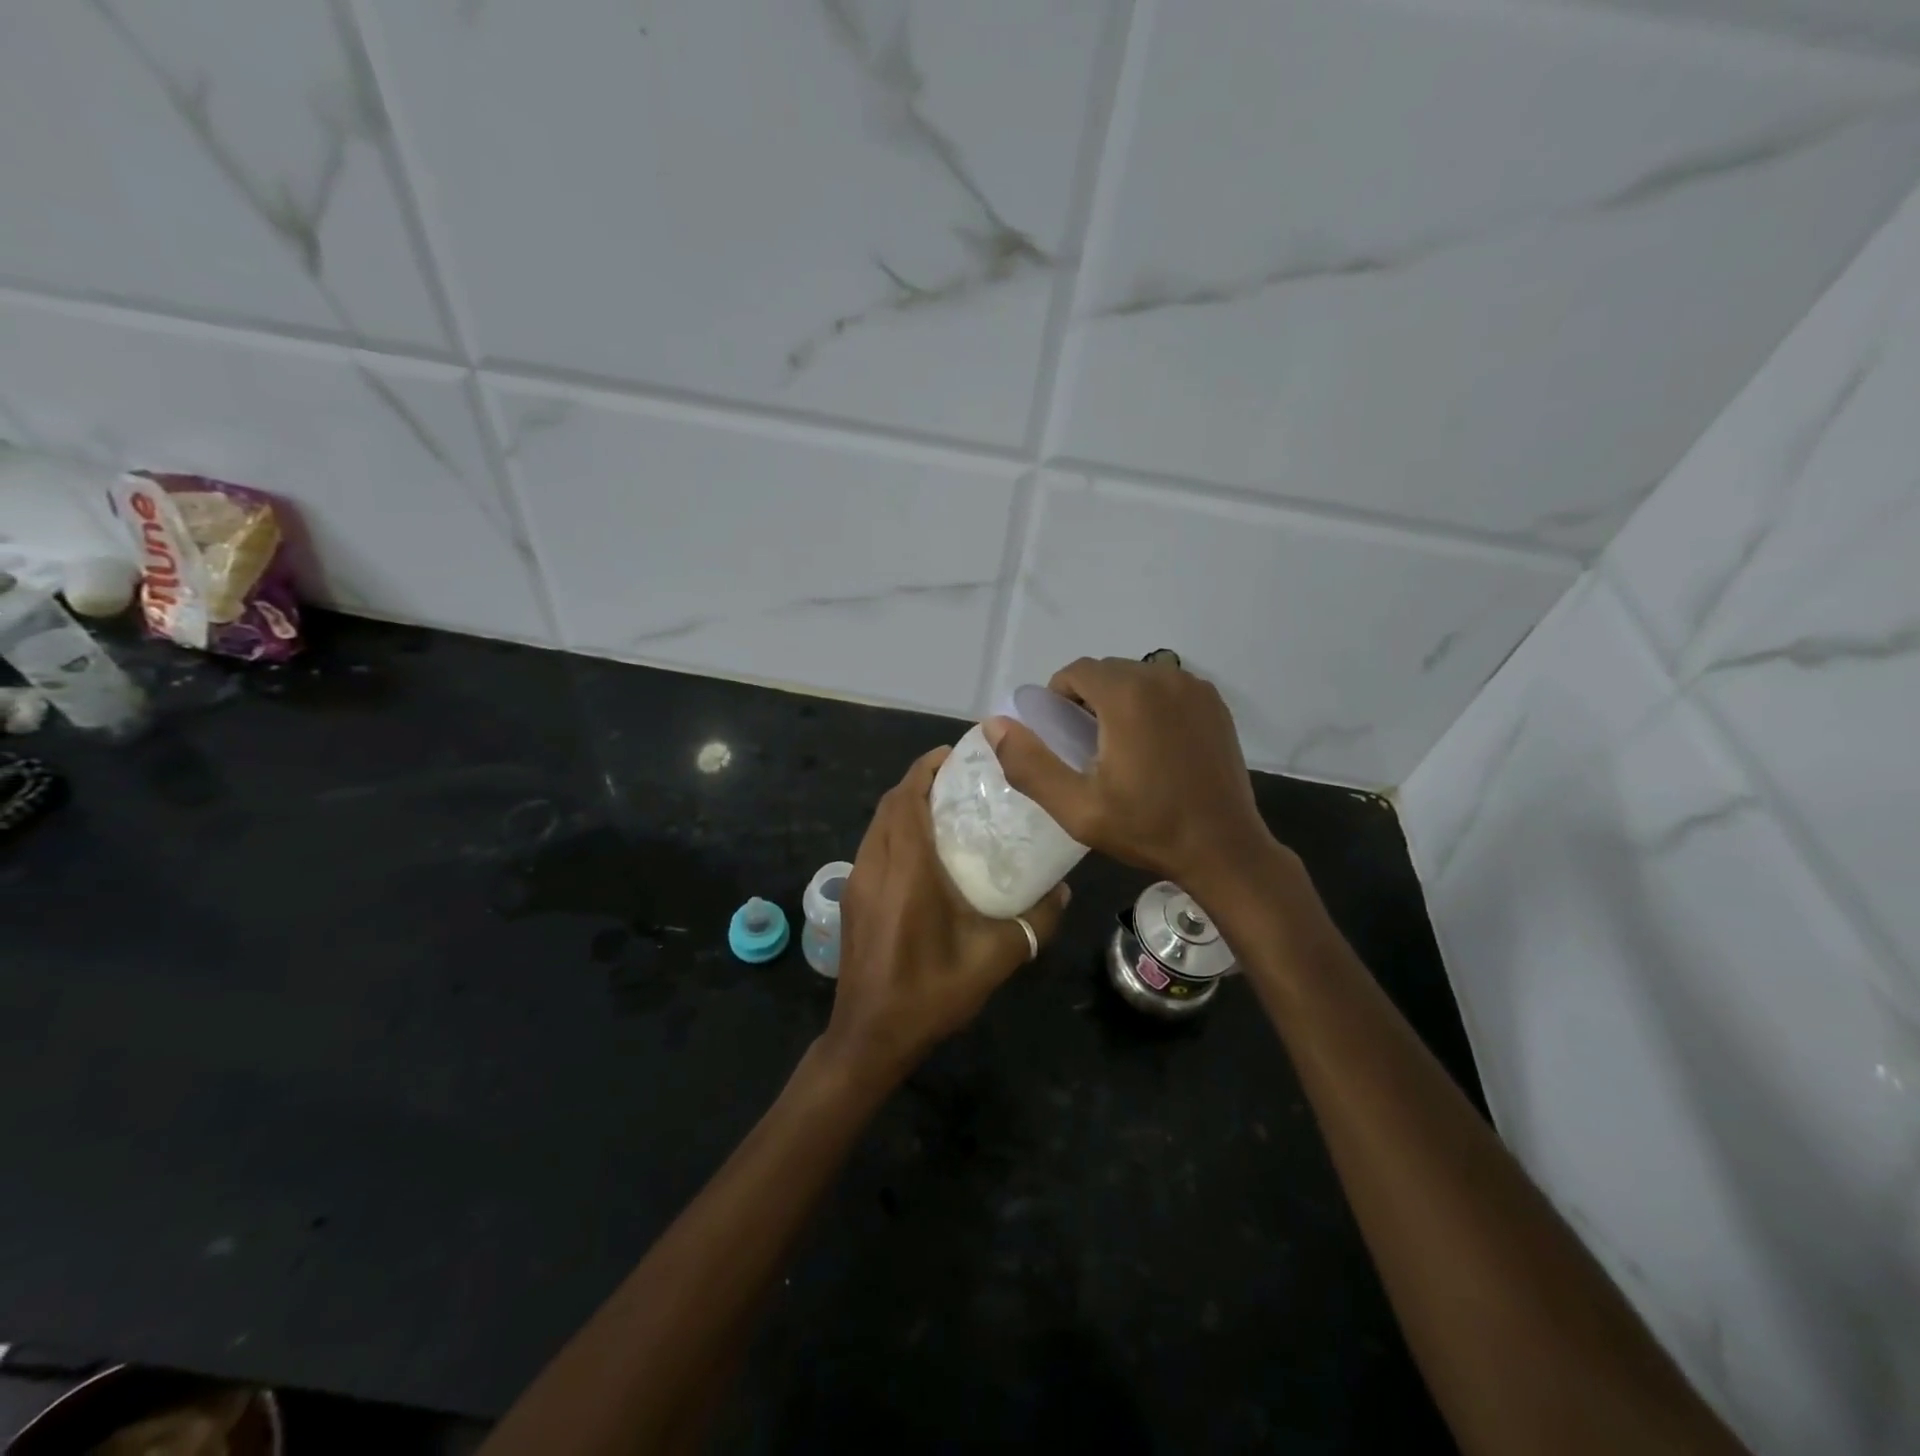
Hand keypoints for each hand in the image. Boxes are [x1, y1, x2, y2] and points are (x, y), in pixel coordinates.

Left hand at [823, 747, 1069, 1086]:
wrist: (869, 1038)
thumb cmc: (929, 994)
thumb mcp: (994, 959)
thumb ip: (1034, 922)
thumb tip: (1062, 891)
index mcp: (905, 870)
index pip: (908, 798)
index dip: (928, 768)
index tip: (957, 755)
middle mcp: (874, 866)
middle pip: (891, 803)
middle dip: (921, 781)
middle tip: (961, 780)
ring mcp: (857, 882)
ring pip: (878, 824)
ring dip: (906, 805)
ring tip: (946, 808)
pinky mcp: (852, 899)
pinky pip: (873, 846)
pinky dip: (895, 830)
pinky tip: (924, 852)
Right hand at [983, 656, 1276, 896]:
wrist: (1223, 848)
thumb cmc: (1147, 828)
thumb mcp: (1076, 807)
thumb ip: (1029, 763)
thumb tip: (994, 724)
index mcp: (1128, 696)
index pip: (1076, 671)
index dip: (1058, 698)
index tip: (1059, 736)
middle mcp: (1164, 677)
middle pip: (1107, 672)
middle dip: (1087, 699)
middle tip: (1085, 747)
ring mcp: (1195, 688)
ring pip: (1138, 677)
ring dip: (1118, 700)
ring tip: (1119, 748)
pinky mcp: (1215, 704)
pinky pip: (1167, 689)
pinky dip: (1151, 705)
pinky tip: (1154, 747)